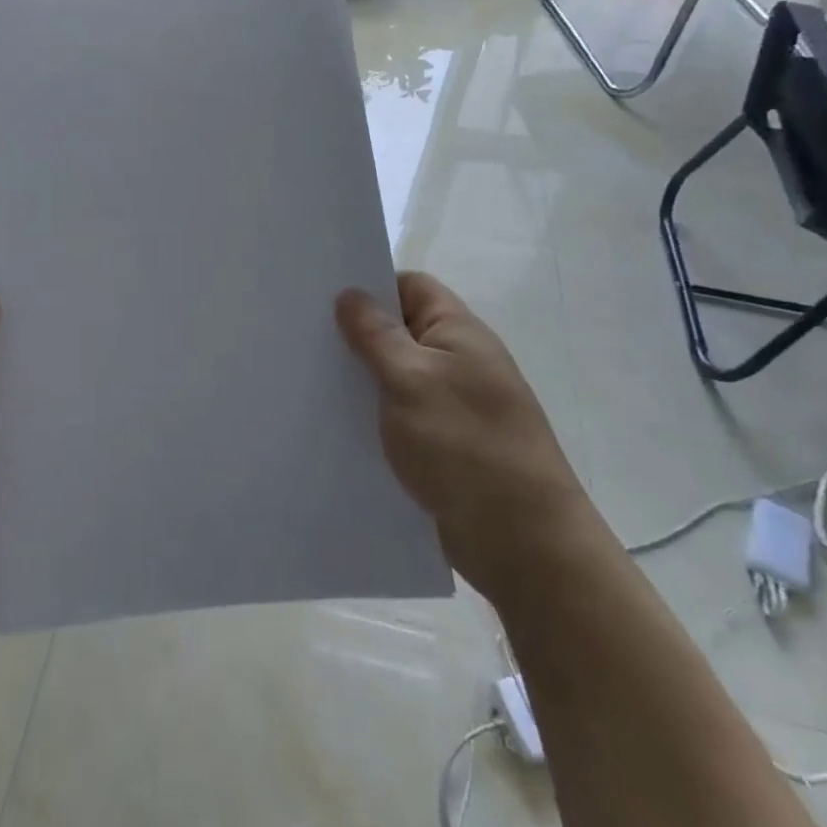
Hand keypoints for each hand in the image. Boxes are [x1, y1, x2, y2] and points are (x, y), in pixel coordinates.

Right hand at [337, 272, 596, 604]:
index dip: (371, 285)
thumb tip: (350, 294)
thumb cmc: (466, 445)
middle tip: (304, 336)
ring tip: (309, 377)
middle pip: (400, 329)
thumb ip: (376, 335)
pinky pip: (400, 413)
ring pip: (396, 374)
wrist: (522, 541)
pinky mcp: (443, 443)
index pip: (411, 287)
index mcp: (458, 332)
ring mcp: (452, 403)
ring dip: (362, 377)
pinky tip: (336, 421)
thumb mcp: (411, 379)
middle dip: (356, 333)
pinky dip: (373, 413)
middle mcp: (458, 361)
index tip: (323, 296)